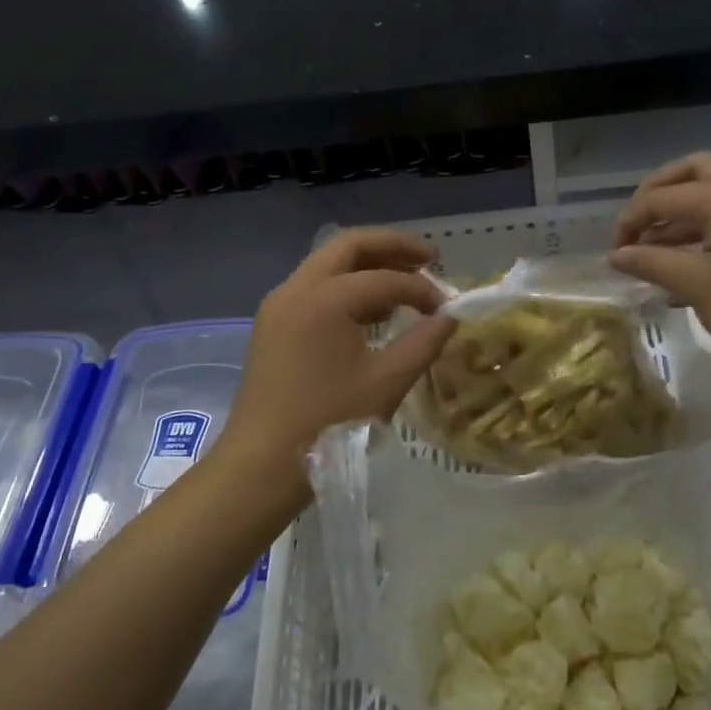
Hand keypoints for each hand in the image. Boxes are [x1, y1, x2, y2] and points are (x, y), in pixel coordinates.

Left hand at [223, 229, 455, 484]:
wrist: (261, 463)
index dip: (422, 289)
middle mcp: (297, 288)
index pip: (386, 279)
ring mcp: (279, 304)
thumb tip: (449, 318)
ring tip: (406, 281)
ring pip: (329, 264)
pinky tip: (373, 311)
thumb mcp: (387, 383)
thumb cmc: (328, 424)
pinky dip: (347, 286)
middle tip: (430, 257)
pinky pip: (315, 287)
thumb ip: (424, 343)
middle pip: (349, 246)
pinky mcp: (273, 324)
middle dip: (392, 247)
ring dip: (368, 265)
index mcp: (325, 298)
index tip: (447, 309)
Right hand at [608, 153, 710, 374]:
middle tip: (637, 226)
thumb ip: (652, 263)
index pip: (661, 196)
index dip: (631, 221)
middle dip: (657, 194)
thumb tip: (616, 255)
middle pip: (691, 172)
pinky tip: (686, 267)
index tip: (615, 253)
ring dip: (679, 215)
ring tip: (654, 253)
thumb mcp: (698, 286)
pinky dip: (702, 230)